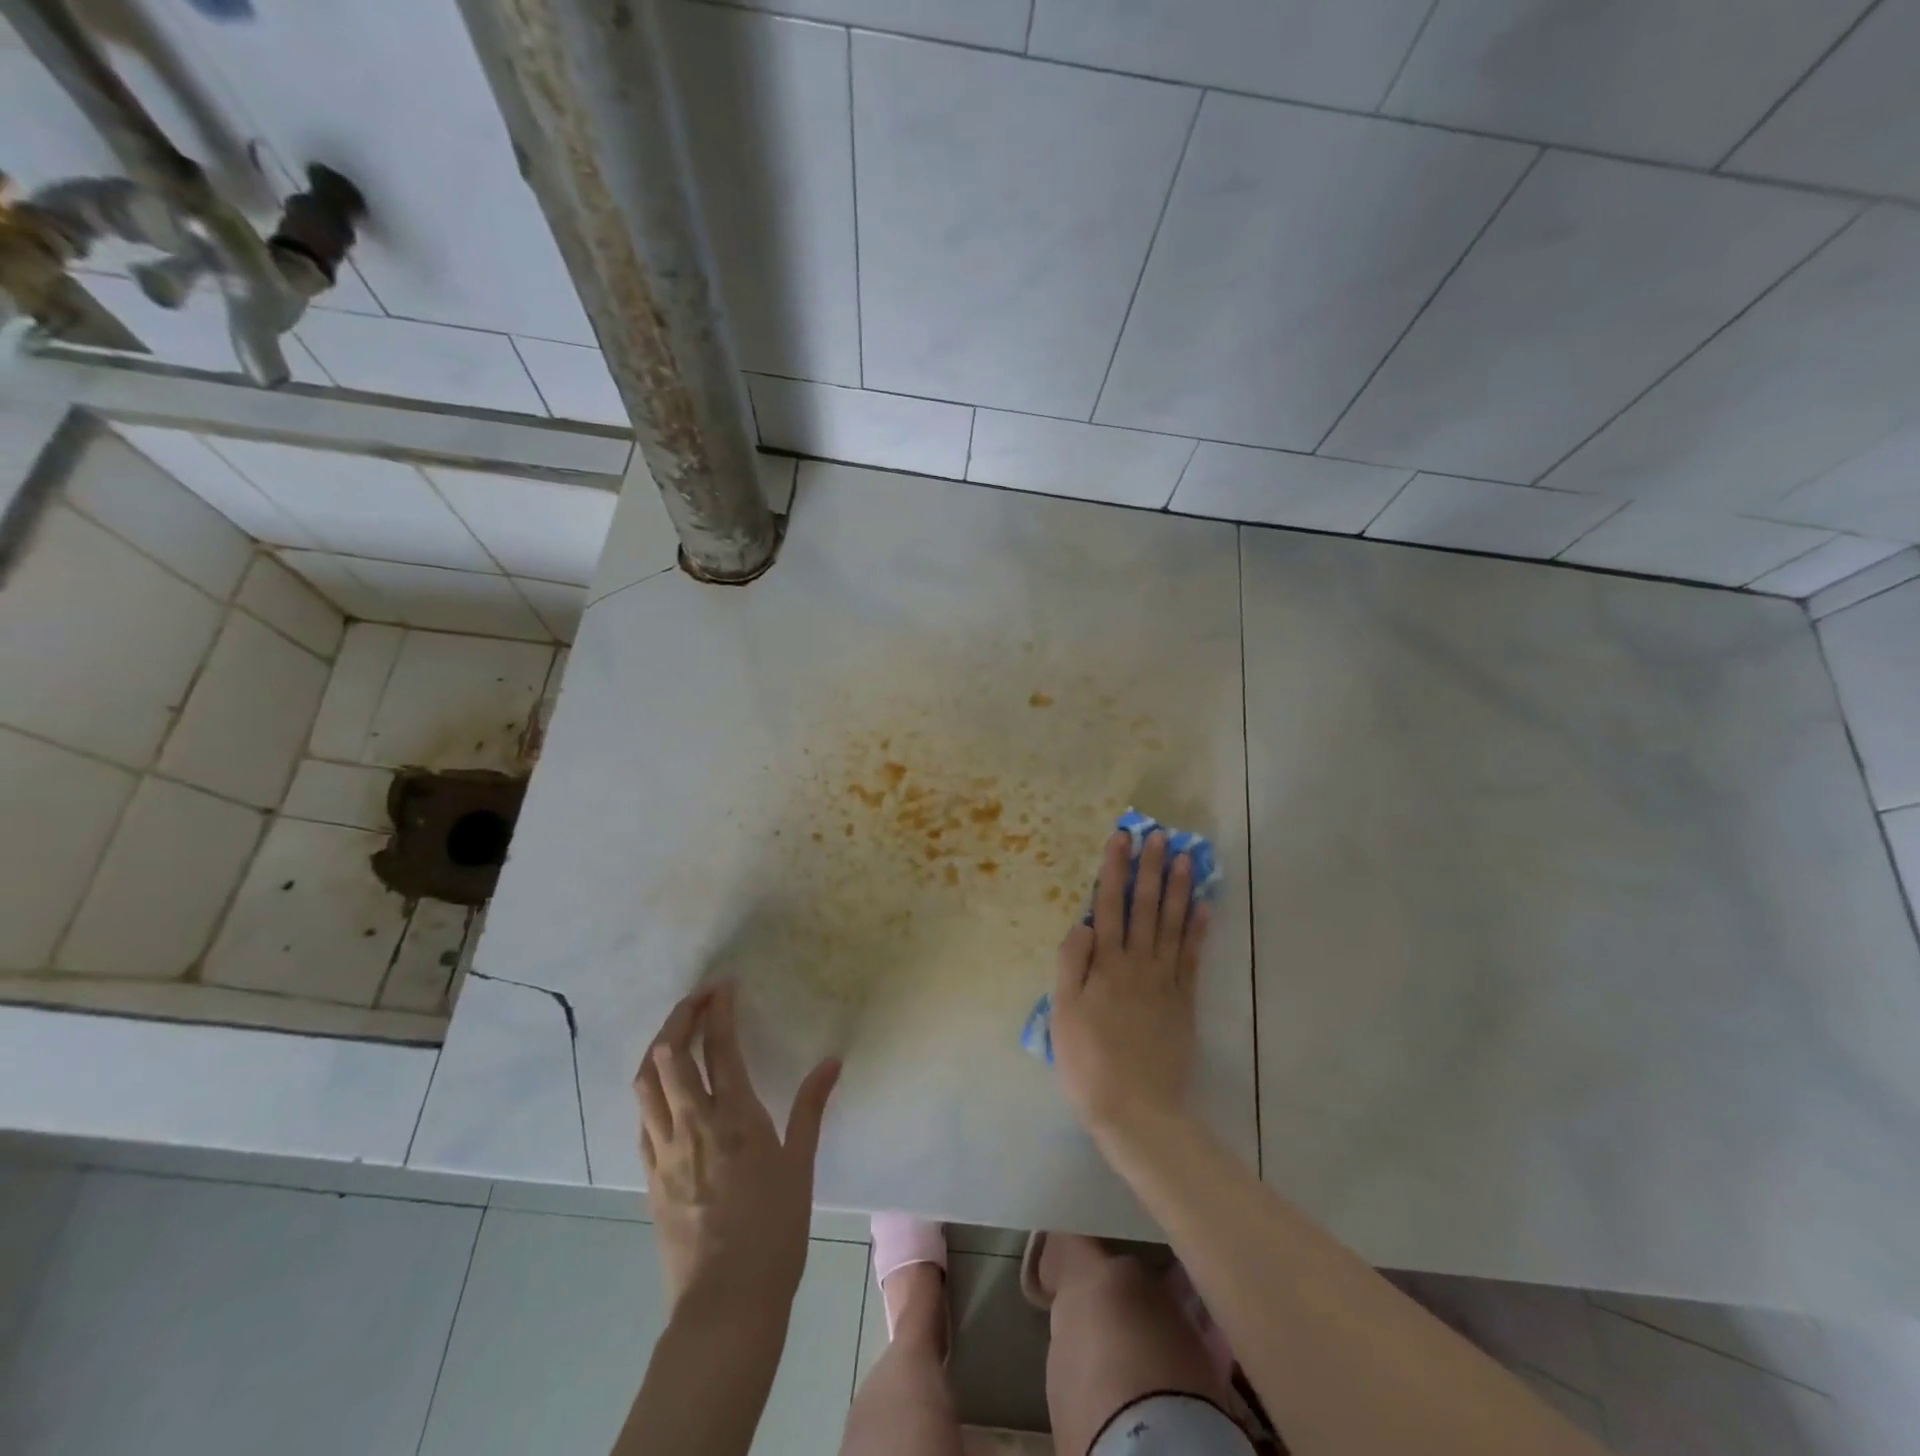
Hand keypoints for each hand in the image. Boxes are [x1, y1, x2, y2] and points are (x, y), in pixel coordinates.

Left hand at [634, 982, 840, 1316]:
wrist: (725, 1303)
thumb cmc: (774, 1230)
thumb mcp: (800, 1165)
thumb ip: (810, 1107)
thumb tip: (831, 1061)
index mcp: (734, 1118)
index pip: (720, 1048)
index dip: (720, 1011)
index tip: (726, 986)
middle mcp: (692, 1125)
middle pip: (670, 1055)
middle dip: (681, 1016)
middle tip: (699, 997)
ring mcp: (664, 1150)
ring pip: (646, 1083)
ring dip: (658, 1046)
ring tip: (676, 1030)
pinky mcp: (649, 1175)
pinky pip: (642, 1117)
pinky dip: (651, 1088)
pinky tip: (665, 1088)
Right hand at [1051, 830, 1210, 1140]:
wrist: (1135, 1108)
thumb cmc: (1087, 1060)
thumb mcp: (1062, 1012)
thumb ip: (1071, 964)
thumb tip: (1083, 924)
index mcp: (1106, 964)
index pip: (1110, 905)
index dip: (1115, 870)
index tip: (1121, 838)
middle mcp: (1138, 963)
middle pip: (1146, 907)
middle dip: (1151, 869)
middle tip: (1159, 836)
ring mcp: (1165, 981)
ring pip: (1174, 925)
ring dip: (1179, 889)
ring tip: (1186, 858)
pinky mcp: (1184, 1001)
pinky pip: (1193, 957)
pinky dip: (1199, 930)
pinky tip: (1204, 906)